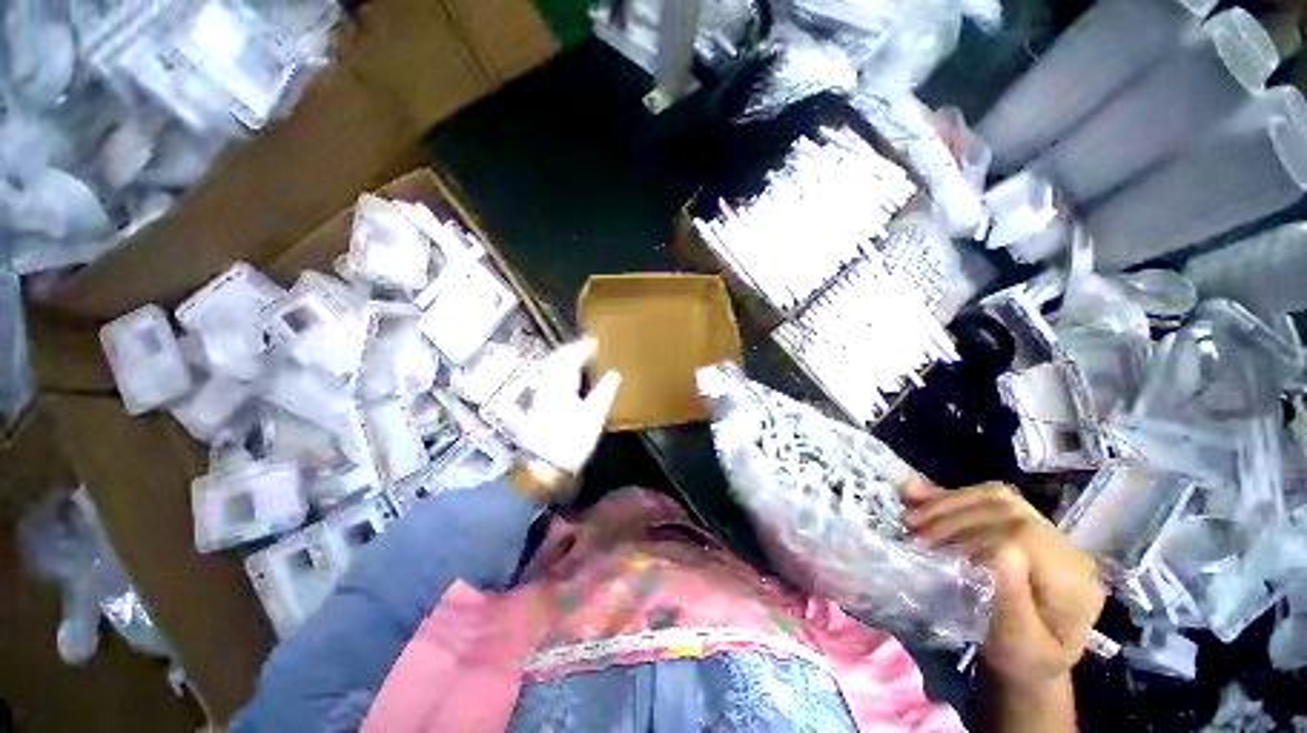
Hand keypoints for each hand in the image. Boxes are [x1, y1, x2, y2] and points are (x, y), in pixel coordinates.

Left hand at [508, 338, 620, 500]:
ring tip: (577, 355)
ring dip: (563, 358)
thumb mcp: (593, 417)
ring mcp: (539, 396)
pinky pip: (547, 379)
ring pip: (549, 369)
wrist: (545, 467)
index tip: (596, 340)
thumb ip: (604, 393)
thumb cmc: (571, 442)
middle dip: (571, 349)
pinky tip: (563, 376)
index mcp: (560, 385)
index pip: (570, 358)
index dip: (583, 347)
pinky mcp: (537, 406)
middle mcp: (546, 386)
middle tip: (587, 344)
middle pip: (556, 360)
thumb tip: (614, 374)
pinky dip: (557, 372)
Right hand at [903, 481, 1104, 689]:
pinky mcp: (1019, 523)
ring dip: (947, 502)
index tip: (937, 555)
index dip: (974, 537)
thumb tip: (996, 551)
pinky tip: (917, 493)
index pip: (1023, 537)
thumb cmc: (1023, 659)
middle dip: (952, 516)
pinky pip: (985, 497)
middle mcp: (1064, 546)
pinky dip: (948, 494)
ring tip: (913, 520)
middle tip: (914, 534)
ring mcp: (1044, 530)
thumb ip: (1014, 601)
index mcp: (1073, 579)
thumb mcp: (1019, 644)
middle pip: (1007, 509)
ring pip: (994, 497)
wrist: (1030, 659)